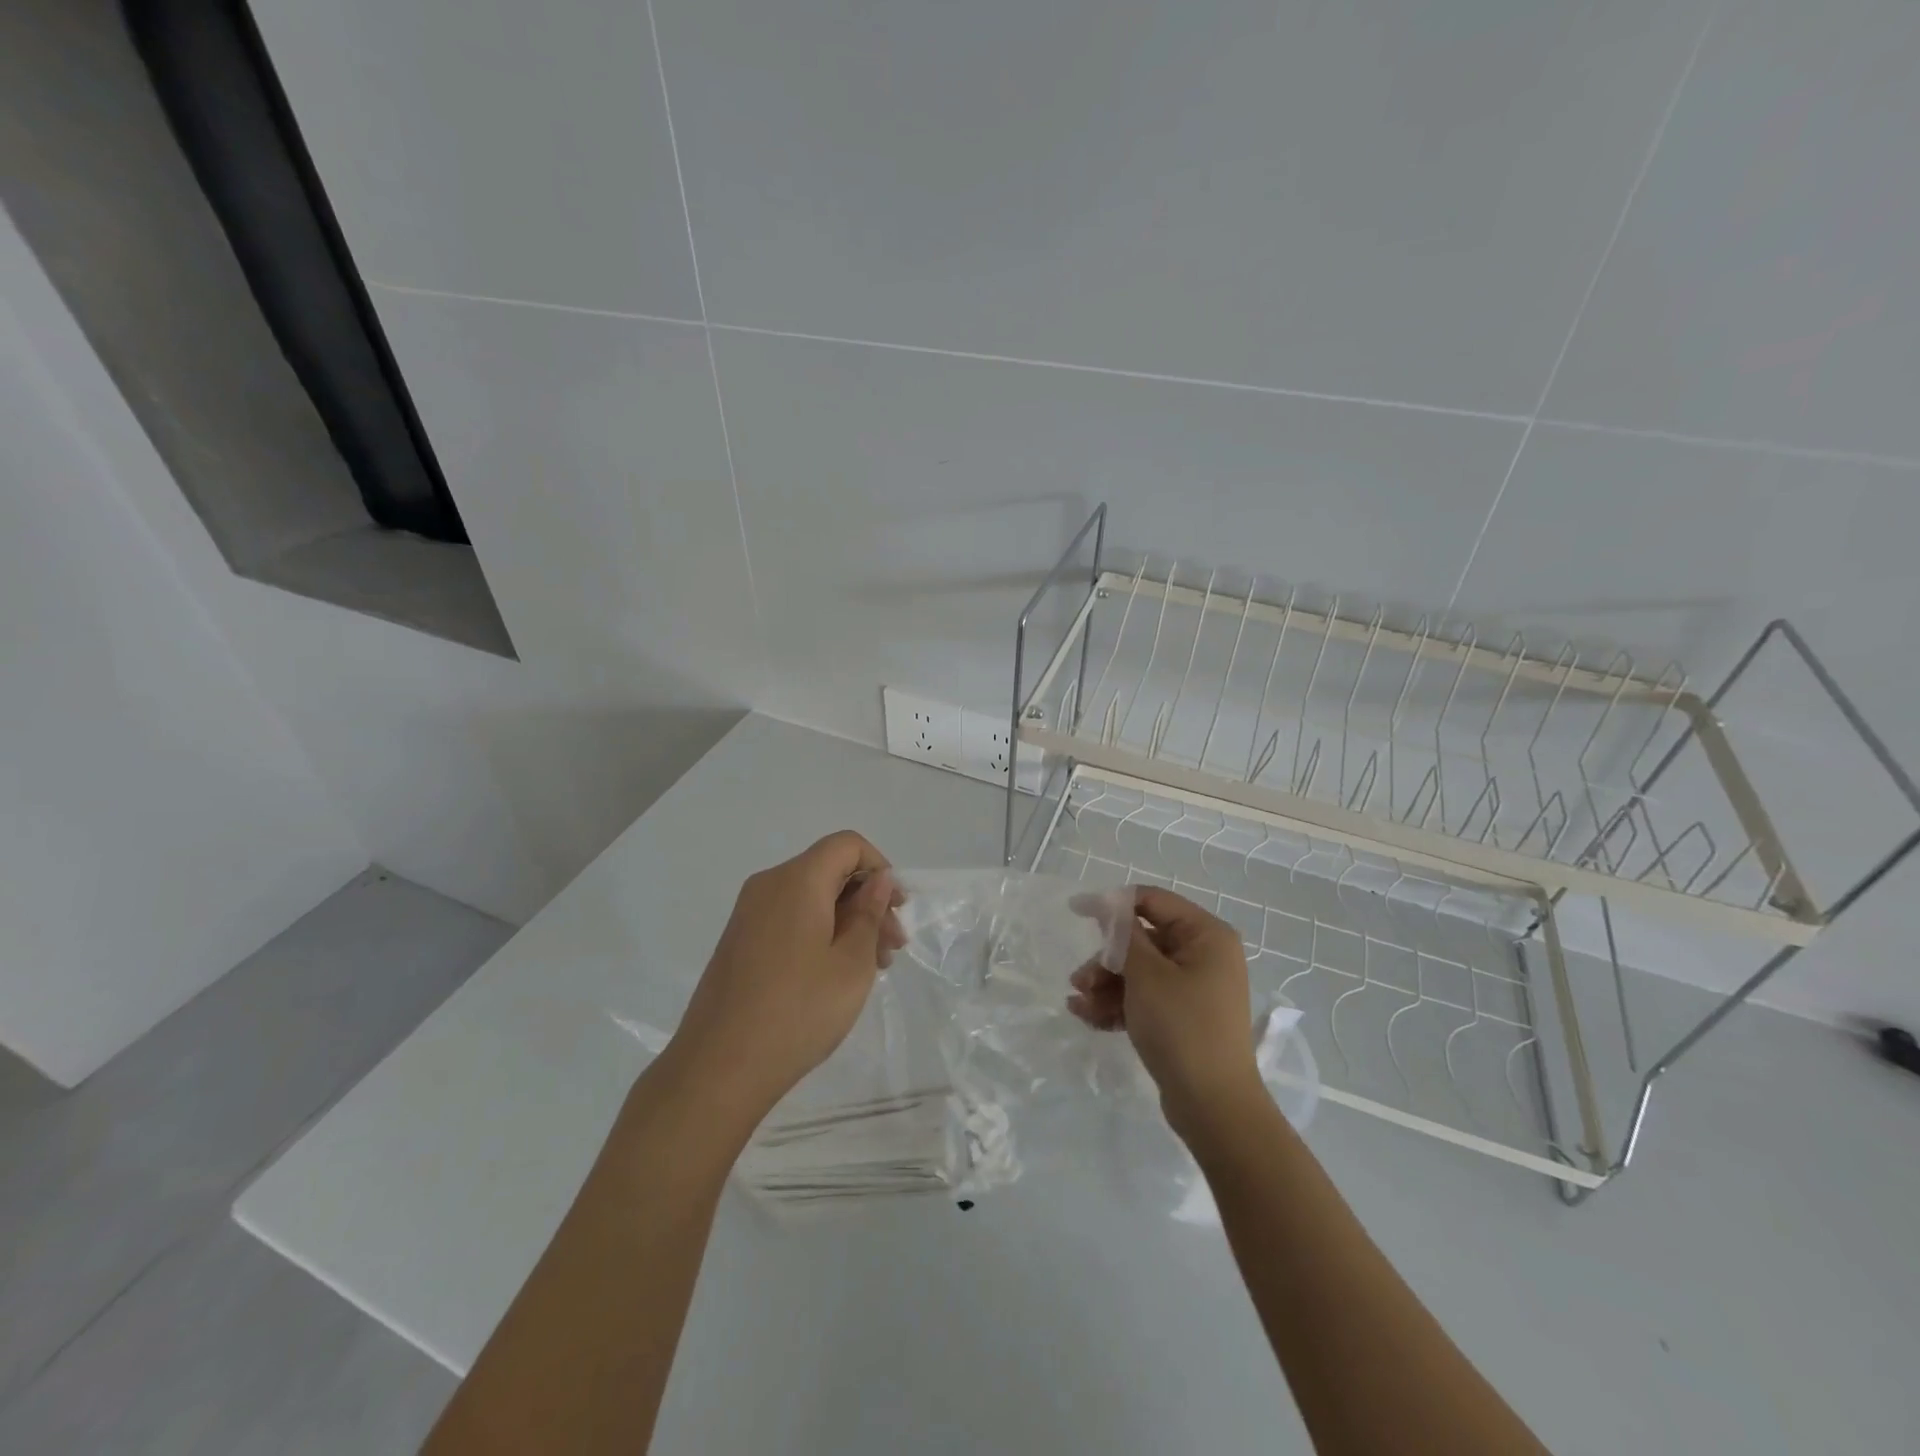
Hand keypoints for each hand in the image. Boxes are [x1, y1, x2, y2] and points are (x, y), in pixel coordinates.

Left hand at [665, 831, 905, 1126]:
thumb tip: (877, 879)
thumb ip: (869, 913)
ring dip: (847, 920)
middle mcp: (768, 885)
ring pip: (811, 897)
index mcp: (797, 880)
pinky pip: (790, 918)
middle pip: (829, 871)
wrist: (719, 1068)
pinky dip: (820, 932)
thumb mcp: (851, 964)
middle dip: (867, 900)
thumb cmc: (798, 1011)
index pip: (847, 845)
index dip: (880, 868)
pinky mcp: (740, 940)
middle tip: (892, 949)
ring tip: (871, 968)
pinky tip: (834, 974)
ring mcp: (748, 913)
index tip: (896, 910)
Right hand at [1068, 886, 1263, 1135]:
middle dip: (1106, 959)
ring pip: (1140, 971)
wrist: (1214, 1107)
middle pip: (1143, 939)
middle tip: (1079, 980)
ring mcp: (1195, 988)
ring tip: (1079, 1005)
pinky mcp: (1184, 1016)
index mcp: (1206, 935)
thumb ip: (1124, 935)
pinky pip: (1146, 997)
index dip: (1112, 904)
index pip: (1152, 901)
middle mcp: (1204, 955)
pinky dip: (1119, 1004)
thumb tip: (1108, 905)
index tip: (1076, 911)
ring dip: (1106, 984)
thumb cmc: (1182, 1028)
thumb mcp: (1146, 976)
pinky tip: (1089, 1017)